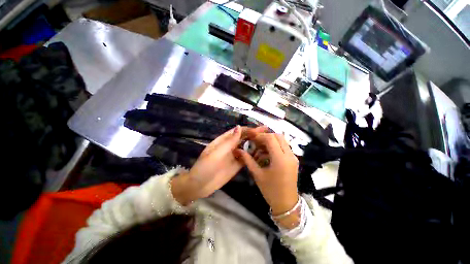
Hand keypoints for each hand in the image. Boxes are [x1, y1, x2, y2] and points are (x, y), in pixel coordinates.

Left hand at [171, 126, 267, 204]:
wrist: (200, 186)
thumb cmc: (205, 167)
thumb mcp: (216, 153)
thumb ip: (229, 141)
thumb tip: (239, 127)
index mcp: (223, 140)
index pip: (238, 132)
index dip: (248, 130)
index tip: (259, 130)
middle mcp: (230, 146)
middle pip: (244, 138)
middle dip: (254, 134)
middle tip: (267, 132)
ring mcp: (234, 156)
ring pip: (246, 147)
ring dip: (255, 143)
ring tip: (268, 141)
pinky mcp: (237, 165)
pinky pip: (247, 157)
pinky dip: (254, 154)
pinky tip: (262, 153)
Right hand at [234, 132, 298, 215]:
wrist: (286, 204)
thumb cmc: (270, 190)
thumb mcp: (257, 174)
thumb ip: (248, 160)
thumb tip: (239, 150)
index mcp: (280, 159)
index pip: (271, 139)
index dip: (260, 136)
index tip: (251, 138)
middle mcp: (289, 155)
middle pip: (278, 136)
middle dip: (266, 136)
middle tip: (256, 141)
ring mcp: (293, 157)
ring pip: (282, 140)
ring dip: (271, 141)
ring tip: (261, 147)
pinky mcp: (293, 160)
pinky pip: (284, 147)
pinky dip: (275, 146)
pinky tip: (267, 153)